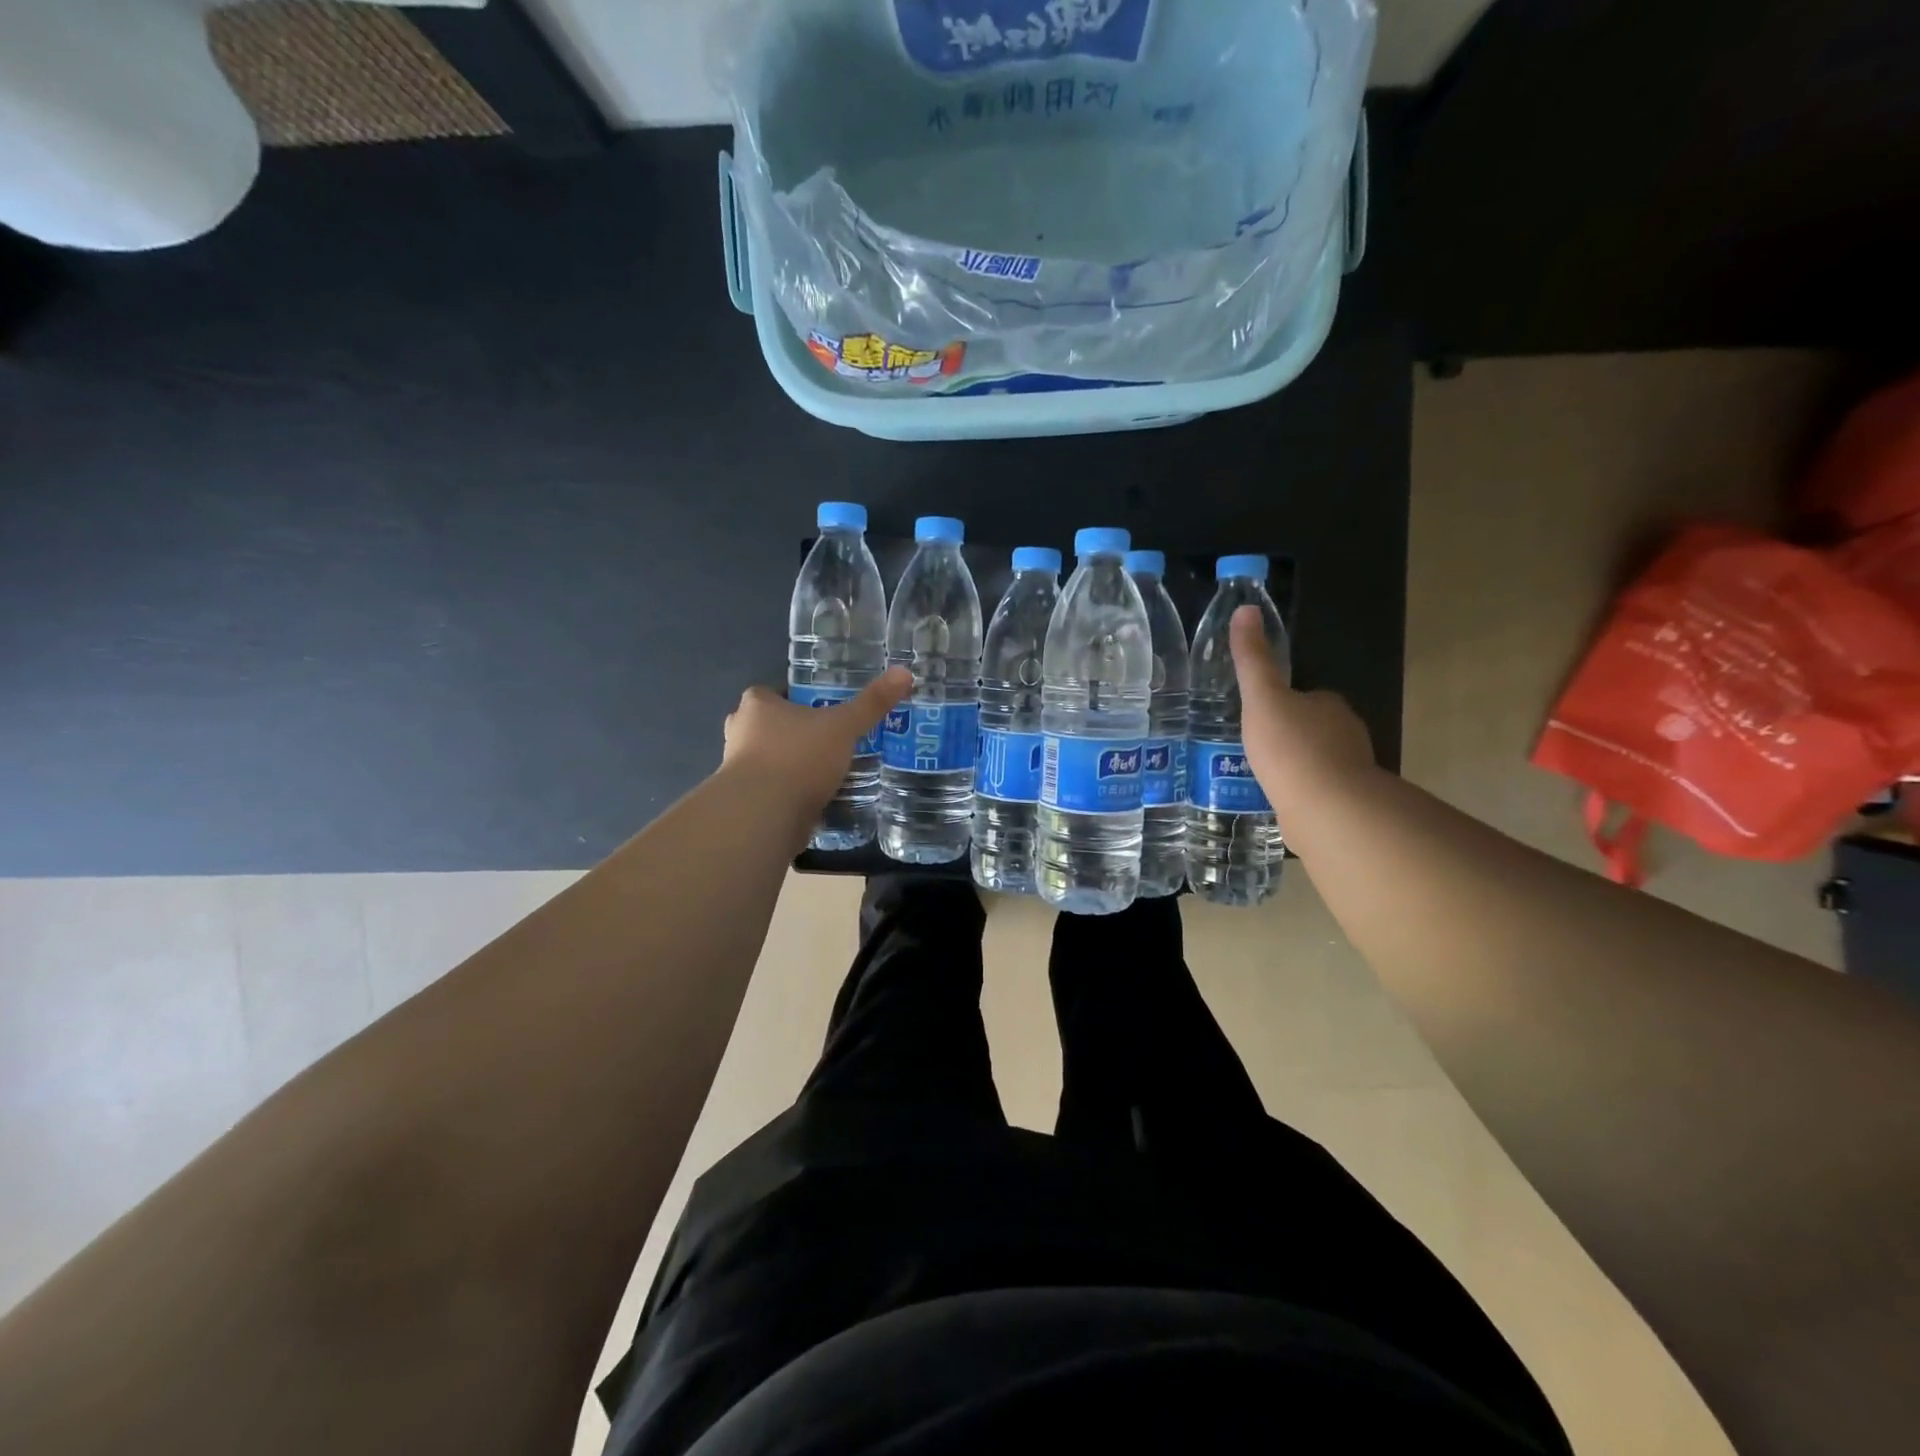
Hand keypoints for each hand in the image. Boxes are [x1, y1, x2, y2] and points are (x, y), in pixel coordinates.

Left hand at [722, 668, 911, 817]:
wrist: (763, 816)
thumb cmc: (798, 758)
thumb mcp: (843, 727)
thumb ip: (871, 703)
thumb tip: (904, 672)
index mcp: (756, 705)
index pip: (774, 692)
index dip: (799, 699)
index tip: (825, 709)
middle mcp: (740, 732)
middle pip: (772, 726)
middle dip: (798, 733)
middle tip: (831, 740)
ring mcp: (738, 769)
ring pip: (772, 759)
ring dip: (795, 765)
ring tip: (830, 771)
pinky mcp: (746, 801)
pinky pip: (774, 789)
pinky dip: (792, 792)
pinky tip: (818, 798)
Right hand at [1229, 605, 1376, 814]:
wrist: (1326, 808)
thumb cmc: (1291, 747)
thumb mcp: (1262, 698)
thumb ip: (1253, 658)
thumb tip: (1245, 609)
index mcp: (1329, 705)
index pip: (1306, 696)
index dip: (1282, 703)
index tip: (1258, 715)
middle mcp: (1347, 734)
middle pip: (1313, 728)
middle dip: (1289, 735)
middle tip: (1255, 747)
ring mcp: (1349, 771)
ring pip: (1317, 761)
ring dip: (1296, 766)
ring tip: (1262, 776)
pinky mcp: (1345, 804)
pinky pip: (1318, 791)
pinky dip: (1301, 793)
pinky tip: (1279, 801)